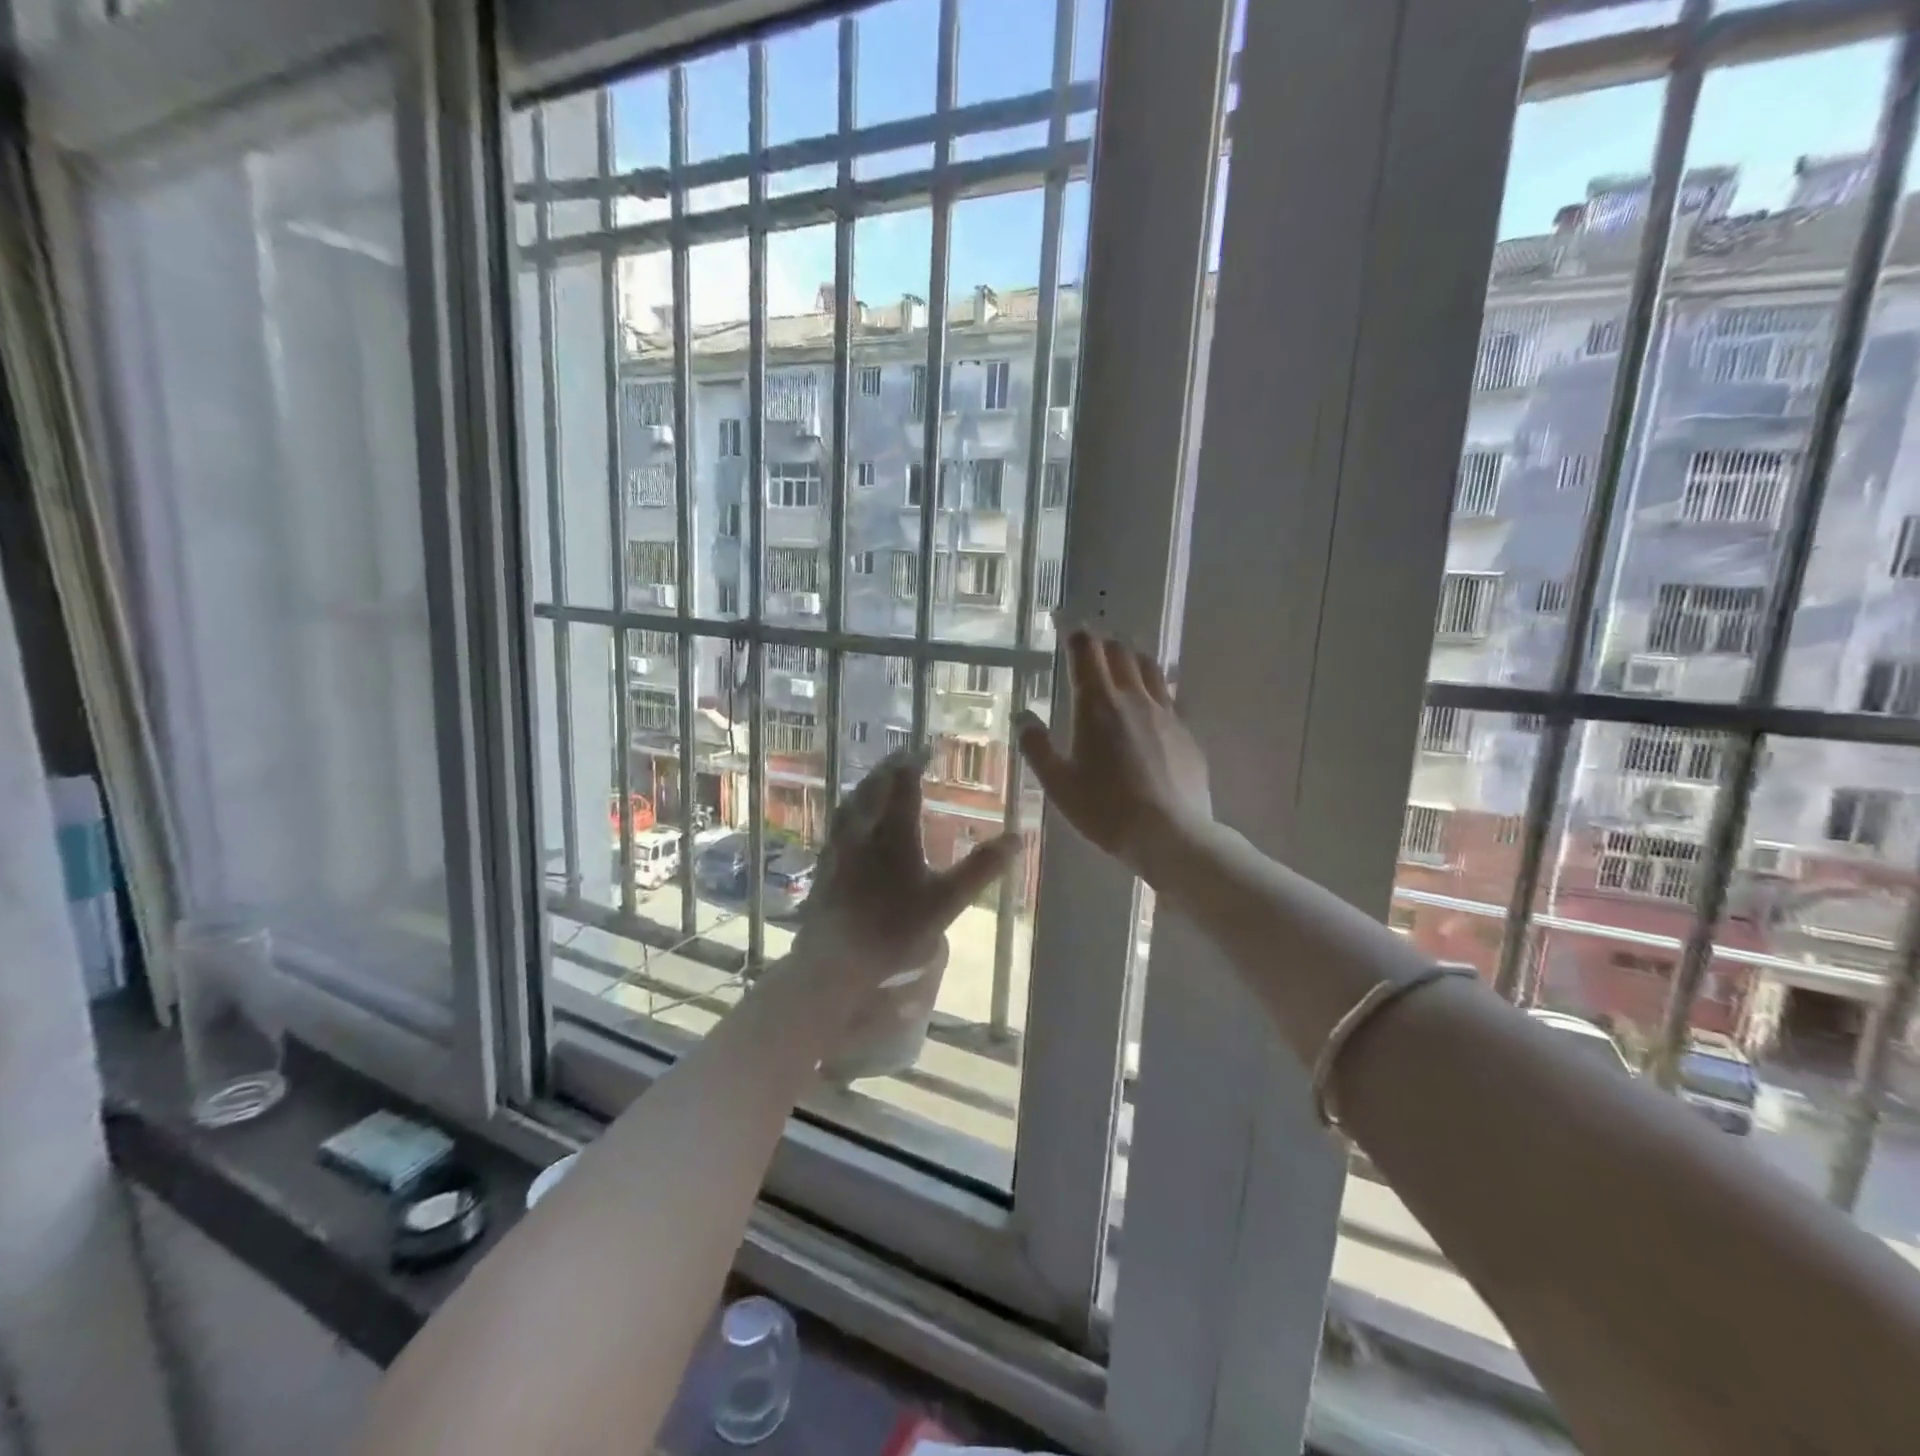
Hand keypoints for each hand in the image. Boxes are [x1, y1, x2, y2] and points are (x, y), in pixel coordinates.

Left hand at [798, 751, 1019, 979]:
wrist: (835, 960)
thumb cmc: (895, 930)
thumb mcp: (947, 902)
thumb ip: (980, 869)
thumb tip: (1016, 838)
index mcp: (895, 835)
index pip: (904, 787)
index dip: (913, 765)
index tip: (924, 750)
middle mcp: (864, 833)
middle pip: (873, 790)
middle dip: (888, 770)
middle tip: (901, 758)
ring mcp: (839, 848)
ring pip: (851, 805)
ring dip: (866, 787)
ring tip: (876, 782)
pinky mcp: (824, 866)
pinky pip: (838, 824)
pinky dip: (850, 811)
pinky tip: (851, 823)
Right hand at [1014, 628, 1212, 876]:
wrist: (1170, 834)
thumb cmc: (1105, 809)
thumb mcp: (1058, 783)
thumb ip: (1037, 746)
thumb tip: (1023, 715)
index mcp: (1097, 705)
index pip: (1086, 650)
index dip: (1073, 631)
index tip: (1063, 622)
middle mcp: (1133, 698)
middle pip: (1120, 652)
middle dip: (1101, 642)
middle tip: (1088, 647)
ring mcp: (1165, 713)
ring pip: (1149, 668)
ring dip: (1131, 657)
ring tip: (1121, 662)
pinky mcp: (1186, 732)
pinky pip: (1168, 696)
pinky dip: (1152, 688)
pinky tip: (1148, 706)